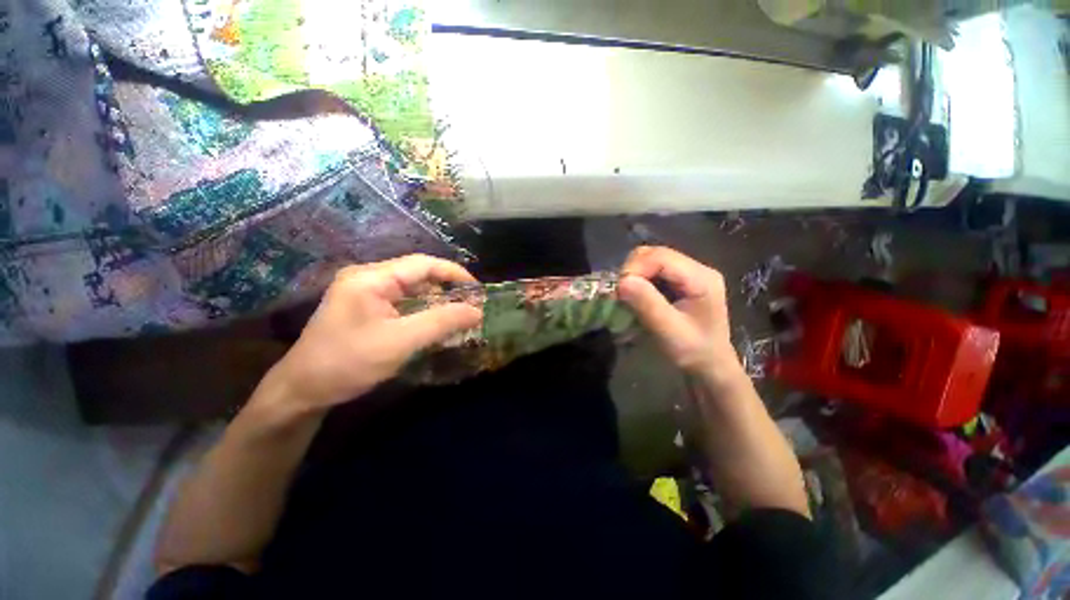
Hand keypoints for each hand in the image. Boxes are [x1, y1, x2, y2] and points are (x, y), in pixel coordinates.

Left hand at [260, 255, 481, 413]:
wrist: (301, 391)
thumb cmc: (348, 363)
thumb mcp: (400, 342)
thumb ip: (441, 322)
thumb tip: (477, 311)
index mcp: (372, 278)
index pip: (423, 264)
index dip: (454, 273)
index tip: (478, 290)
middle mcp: (368, 277)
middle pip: (418, 275)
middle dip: (447, 289)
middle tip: (471, 306)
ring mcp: (365, 292)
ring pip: (412, 289)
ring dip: (437, 302)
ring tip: (459, 316)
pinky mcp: (366, 307)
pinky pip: (403, 302)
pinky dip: (423, 311)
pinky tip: (436, 324)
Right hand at [618, 246, 740, 382]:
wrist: (710, 365)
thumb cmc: (694, 351)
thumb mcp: (670, 331)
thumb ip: (648, 305)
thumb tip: (622, 282)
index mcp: (700, 277)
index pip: (660, 257)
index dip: (635, 269)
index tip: (619, 291)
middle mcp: (695, 269)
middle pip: (654, 254)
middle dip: (632, 271)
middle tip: (621, 294)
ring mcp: (687, 273)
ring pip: (650, 260)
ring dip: (633, 276)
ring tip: (627, 296)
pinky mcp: (678, 281)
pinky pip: (651, 271)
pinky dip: (638, 281)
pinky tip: (636, 297)